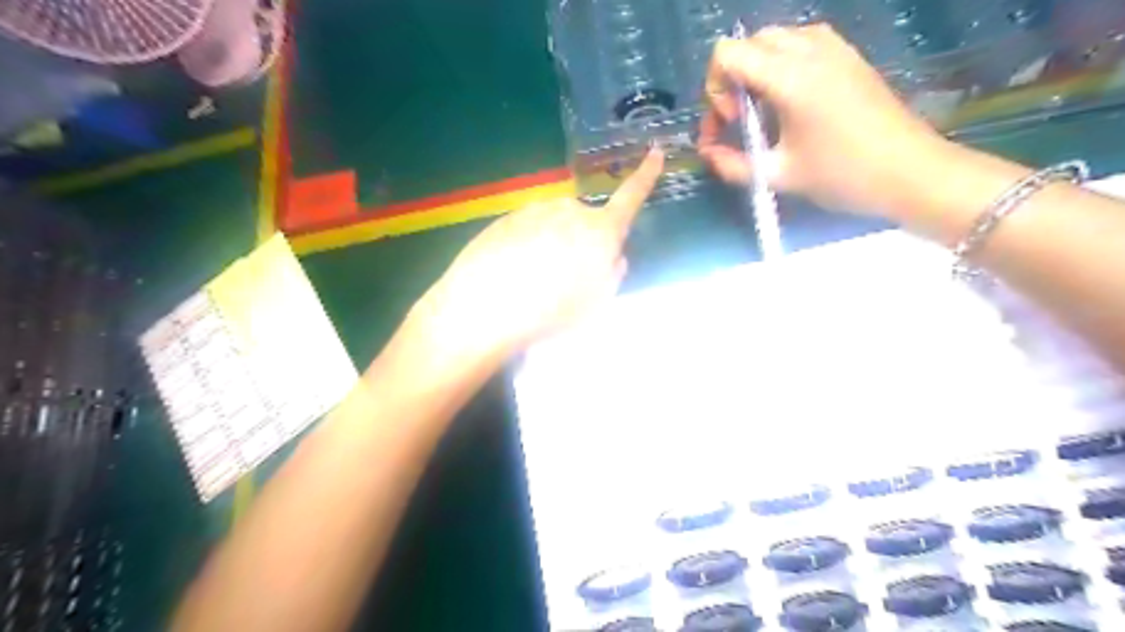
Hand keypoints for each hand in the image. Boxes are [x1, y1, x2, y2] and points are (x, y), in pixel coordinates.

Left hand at [409, 147, 660, 367]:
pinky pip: (527, 229)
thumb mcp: (597, 301)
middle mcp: (569, 210)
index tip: (656, 151)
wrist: (485, 306)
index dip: (646, 175)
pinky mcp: (506, 217)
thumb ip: (612, 271)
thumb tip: (613, 255)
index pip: (630, 198)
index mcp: (600, 230)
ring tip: (533, 280)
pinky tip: (511, 273)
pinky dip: (525, 246)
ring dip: (550, 243)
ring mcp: (535, 210)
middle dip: (581, 240)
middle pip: (584, 220)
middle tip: (566, 277)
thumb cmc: (552, 311)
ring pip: (553, 225)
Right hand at [701, 22, 946, 215]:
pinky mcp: (848, 55)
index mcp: (790, 77)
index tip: (733, 121)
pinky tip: (791, 102)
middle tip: (742, 120)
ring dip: (756, 72)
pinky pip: (800, 44)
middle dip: (732, 80)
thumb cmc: (842, 175)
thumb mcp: (778, 175)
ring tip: (765, 112)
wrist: (910, 171)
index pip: (726, 53)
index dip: (716, 87)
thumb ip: (732, 164)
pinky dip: (781, 66)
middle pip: (748, 44)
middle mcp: (810, 49)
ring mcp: (833, 47)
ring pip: (773, 40)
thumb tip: (706, 153)